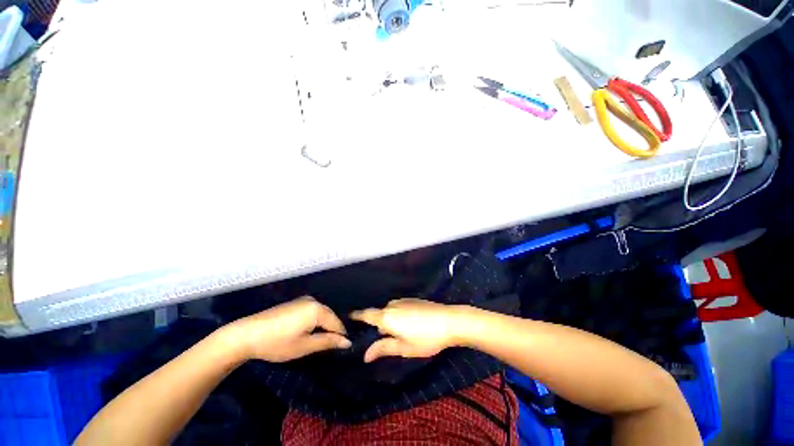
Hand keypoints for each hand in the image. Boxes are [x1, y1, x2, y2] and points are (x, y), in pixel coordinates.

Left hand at [222, 296, 350, 362]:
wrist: (246, 334)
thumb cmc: (277, 343)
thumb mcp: (304, 346)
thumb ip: (327, 342)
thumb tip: (347, 342)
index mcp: (318, 309)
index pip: (336, 323)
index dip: (341, 336)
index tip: (343, 349)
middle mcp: (314, 301)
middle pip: (330, 316)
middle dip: (332, 330)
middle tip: (332, 347)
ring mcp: (304, 300)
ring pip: (321, 314)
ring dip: (323, 326)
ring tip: (321, 341)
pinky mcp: (295, 303)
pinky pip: (312, 311)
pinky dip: (315, 321)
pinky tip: (309, 332)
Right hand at [351, 299, 466, 362]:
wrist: (450, 320)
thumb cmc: (426, 337)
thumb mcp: (404, 348)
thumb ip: (383, 348)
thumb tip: (365, 355)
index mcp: (387, 317)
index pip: (367, 314)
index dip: (357, 315)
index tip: (348, 315)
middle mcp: (393, 305)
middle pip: (379, 314)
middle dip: (378, 324)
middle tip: (382, 338)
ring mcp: (404, 300)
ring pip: (390, 311)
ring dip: (390, 320)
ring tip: (399, 333)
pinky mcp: (413, 300)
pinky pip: (399, 307)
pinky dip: (398, 315)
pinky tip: (410, 324)